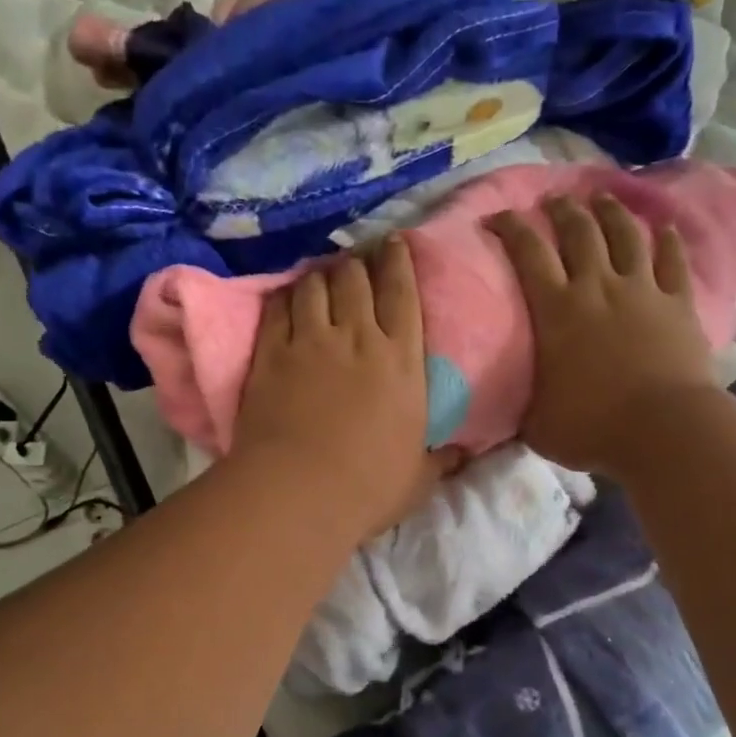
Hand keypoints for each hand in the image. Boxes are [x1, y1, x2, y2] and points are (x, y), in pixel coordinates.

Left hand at [234, 238, 452, 540]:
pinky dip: (284, 297)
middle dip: (357, 263)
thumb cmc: (369, 487)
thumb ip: (440, 459)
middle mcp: (357, 337)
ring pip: (315, 285)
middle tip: (355, 262)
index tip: (395, 243)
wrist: (299, 493)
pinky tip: (286, 297)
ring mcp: (310, 341)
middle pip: (355, 277)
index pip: (402, 293)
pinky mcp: (271, 353)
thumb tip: (464, 455)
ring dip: (320, 276)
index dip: (398, 261)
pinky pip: (277, 308)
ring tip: (321, 277)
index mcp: (401, 360)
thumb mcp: (418, 477)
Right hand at [488, 194, 714, 473]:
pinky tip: (665, 228)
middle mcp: (597, 287)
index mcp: (556, 310)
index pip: (528, 253)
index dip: (512, 227)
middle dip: (563, 210)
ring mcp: (642, 291)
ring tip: (602, 198)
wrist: (663, 430)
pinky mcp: (678, 303)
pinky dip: (668, 242)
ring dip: (612, 213)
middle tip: (553, 200)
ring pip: (626, 236)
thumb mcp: (537, 423)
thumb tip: (507, 408)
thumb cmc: (593, 427)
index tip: (499, 216)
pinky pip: (673, 262)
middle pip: (579, 232)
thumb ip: (522, 406)